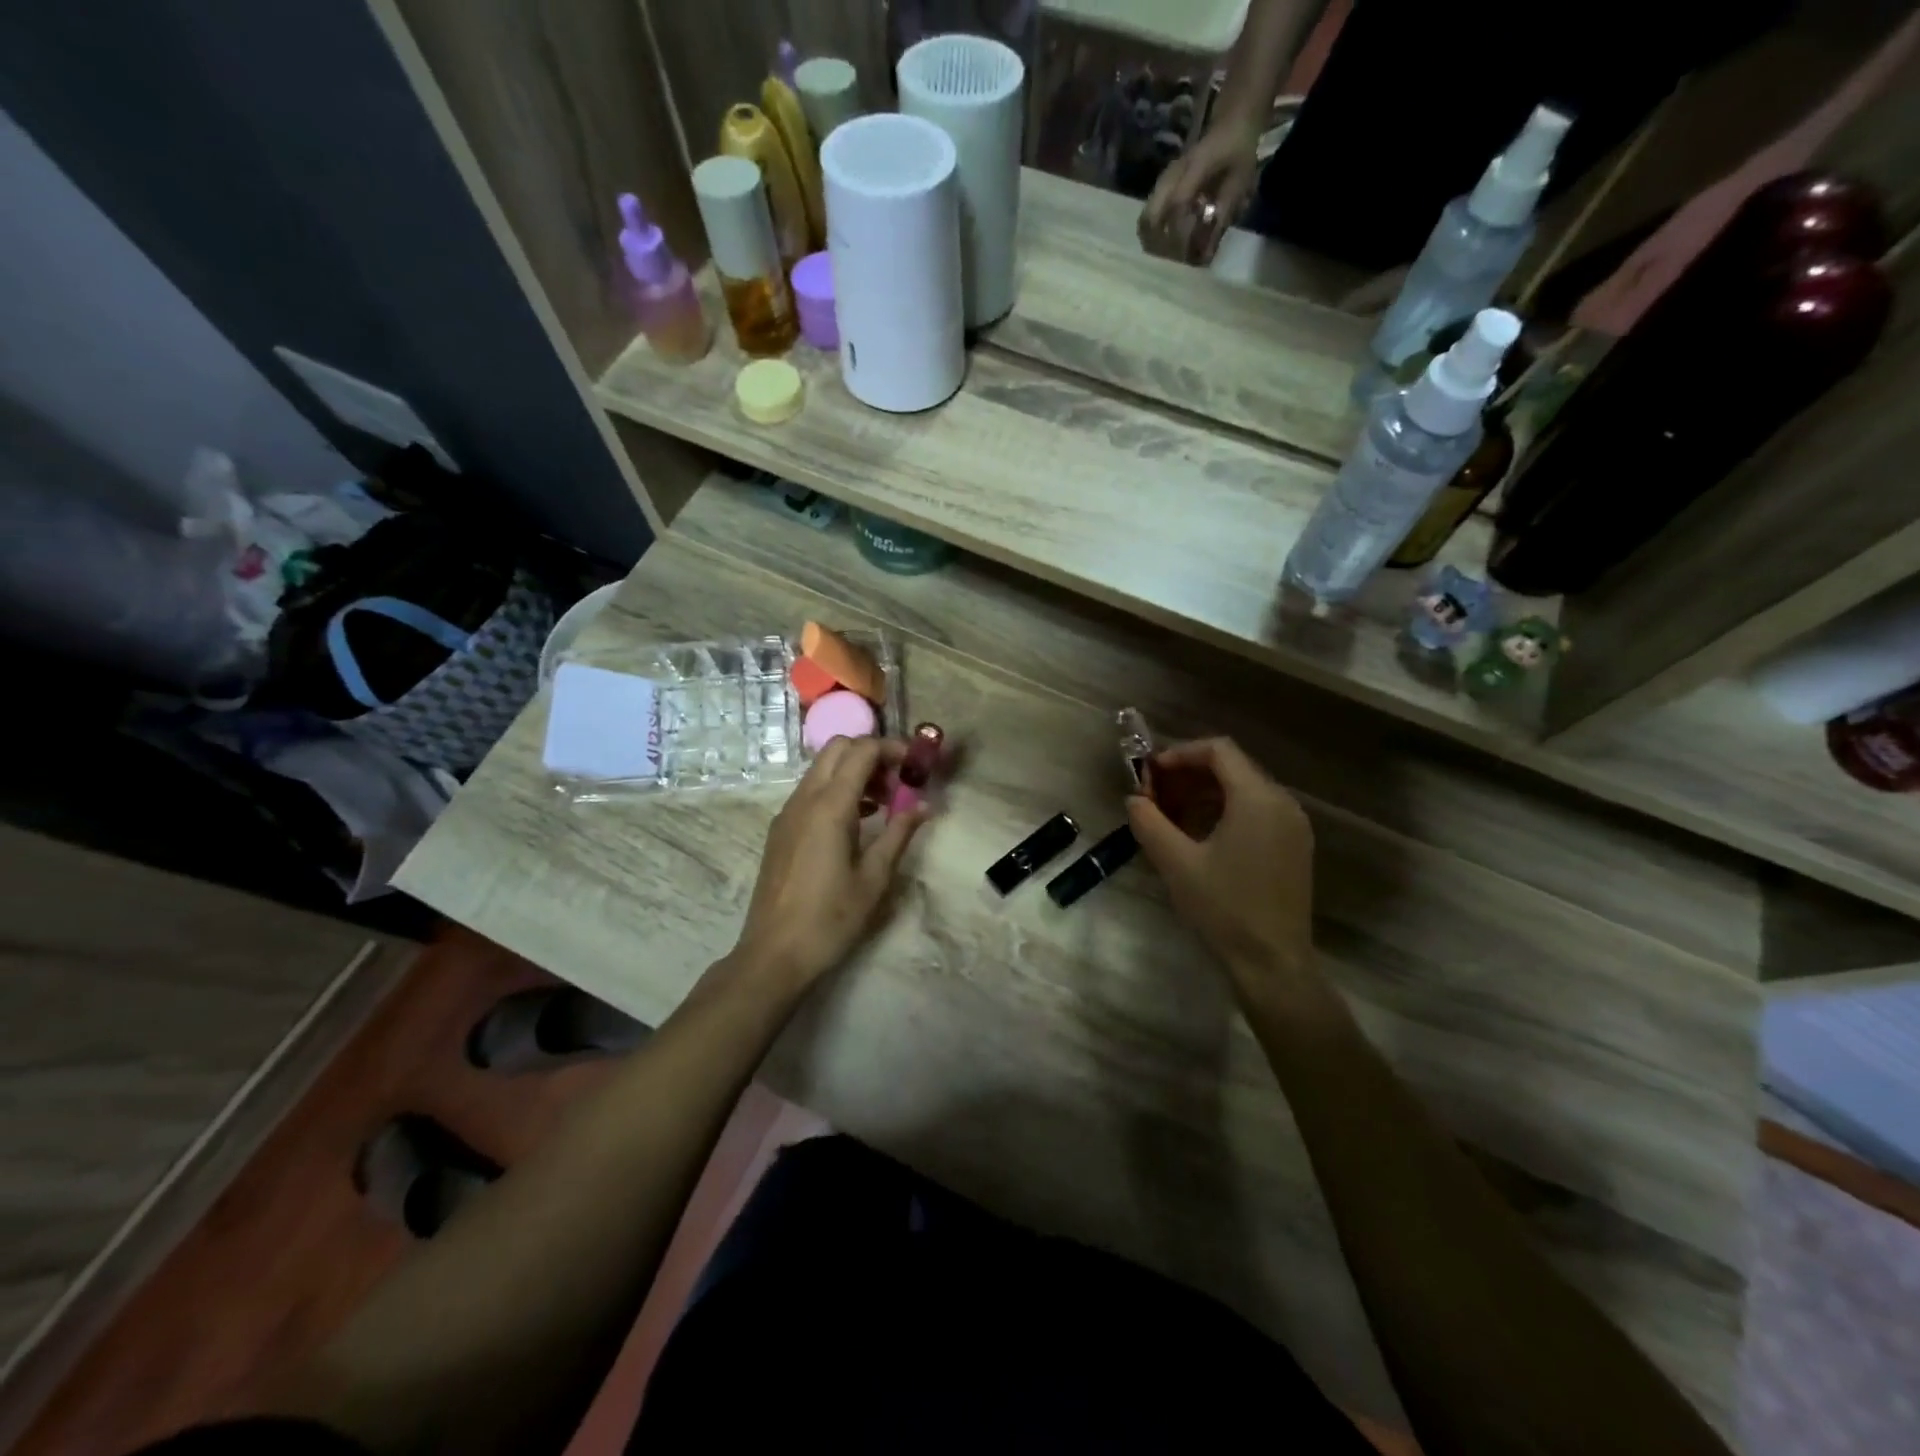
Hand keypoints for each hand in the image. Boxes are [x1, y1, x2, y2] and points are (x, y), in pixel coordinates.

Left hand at [729, 736, 929, 994]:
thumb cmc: (831, 918)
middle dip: (871, 753)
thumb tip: (924, 805)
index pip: (861, 751)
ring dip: (854, 771)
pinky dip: (837, 790)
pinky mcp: (781, 829)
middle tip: (899, 780)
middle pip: (837, 748)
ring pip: (822, 769)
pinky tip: (859, 821)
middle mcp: (804, 799)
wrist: (774, 953)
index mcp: (829, 807)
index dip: (892, 748)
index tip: (917, 763)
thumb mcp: (874, 878)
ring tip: (885, 803)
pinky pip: (811, 791)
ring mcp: (788, 813)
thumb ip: (899, 833)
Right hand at [1127, 738, 1314, 992]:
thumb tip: (1134, 799)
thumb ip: (1149, 823)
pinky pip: (1257, 810)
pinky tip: (1199, 833)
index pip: (1220, 750)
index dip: (1181, 753)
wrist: (1272, 962)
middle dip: (1189, 773)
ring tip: (1170, 813)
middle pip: (1233, 767)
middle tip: (1155, 794)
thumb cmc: (1224, 908)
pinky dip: (1225, 809)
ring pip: (1244, 789)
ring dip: (1205, 792)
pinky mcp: (1294, 846)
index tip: (1151, 773)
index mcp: (1257, 799)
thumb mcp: (1176, 863)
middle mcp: (1282, 803)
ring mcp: (1292, 825)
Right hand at [1138, 116, 1261, 264]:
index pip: (1178, 205)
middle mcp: (1172, 175)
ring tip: (1167, 257)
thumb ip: (1222, 216)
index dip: (1179, 235)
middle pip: (1150, 216)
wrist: (1231, 121)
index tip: (1185, 256)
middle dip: (1157, 245)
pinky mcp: (1161, 187)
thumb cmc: (1238, 152)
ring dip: (1152, 242)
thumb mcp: (1239, 182)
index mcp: (1195, 167)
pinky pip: (1150, 215)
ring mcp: (1163, 180)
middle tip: (1170, 263)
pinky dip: (1154, 234)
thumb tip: (1205, 256)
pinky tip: (1167, 243)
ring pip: (1145, 219)